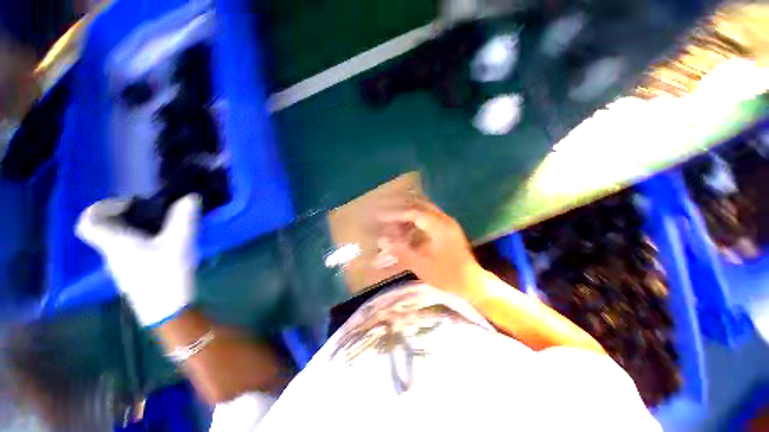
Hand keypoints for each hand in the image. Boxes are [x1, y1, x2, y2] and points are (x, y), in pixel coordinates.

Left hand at [76, 195, 199, 326]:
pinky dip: (139, 240)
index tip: (127, 204)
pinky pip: (127, 249)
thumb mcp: (179, 244)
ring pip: (116, 239)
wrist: (166, 310)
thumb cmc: (166, 275)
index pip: (87, 223)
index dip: (100, 207)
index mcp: (115, 243)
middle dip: (122, 214)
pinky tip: (162, 243)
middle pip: (103, 228)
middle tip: (148, 211)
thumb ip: (184, 219)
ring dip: (132, 227)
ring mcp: (121, 265)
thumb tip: (191, 196)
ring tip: (159, 226)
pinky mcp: (132, 273)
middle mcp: (112, 253)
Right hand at [373, 197, 483, 298]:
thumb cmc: (447, 276)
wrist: (472, 283)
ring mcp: (447, 224)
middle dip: (401, 211)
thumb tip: (381, 241)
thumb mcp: (422, 266)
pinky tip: (407, 232)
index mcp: (439, 227)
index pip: (413, 212)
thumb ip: (401, 252)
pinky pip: (428, 218)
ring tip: (395, 227)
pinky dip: (415, 222)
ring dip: (408, 216)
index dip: (395, 214)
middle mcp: (444, 220)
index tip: (381, 217)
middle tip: (387, 219)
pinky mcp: (447, 229)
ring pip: (423, 211)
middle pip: (419, 206)